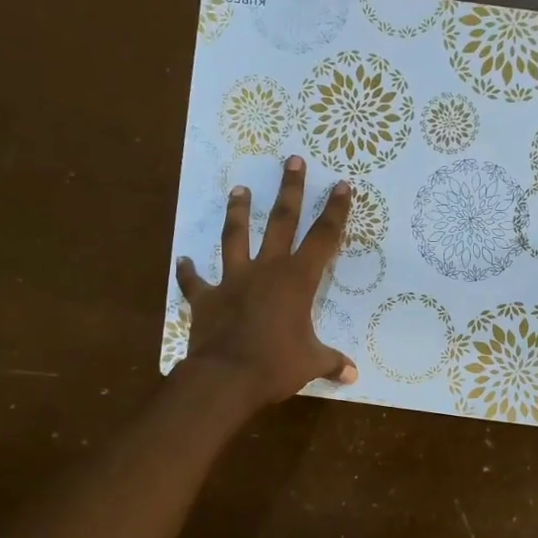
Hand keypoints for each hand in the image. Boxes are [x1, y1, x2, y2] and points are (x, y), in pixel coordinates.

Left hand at [174, 155, 358, 409]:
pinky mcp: (206, 299)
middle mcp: (266, 270)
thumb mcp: (311, 363)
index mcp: (297, 281)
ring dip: (237, 213)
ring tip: (238, 189)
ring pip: (235, 238)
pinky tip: (184, 260)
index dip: (335, 211)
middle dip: (290, 190)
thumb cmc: (276, 365)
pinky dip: (189, 271)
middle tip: (292, 160)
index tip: (341, 185)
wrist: (226, 377)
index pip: (323, 238)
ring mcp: (233, 281)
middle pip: (280, 222)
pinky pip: (195, 282)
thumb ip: (331, 362)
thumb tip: (352, 375)